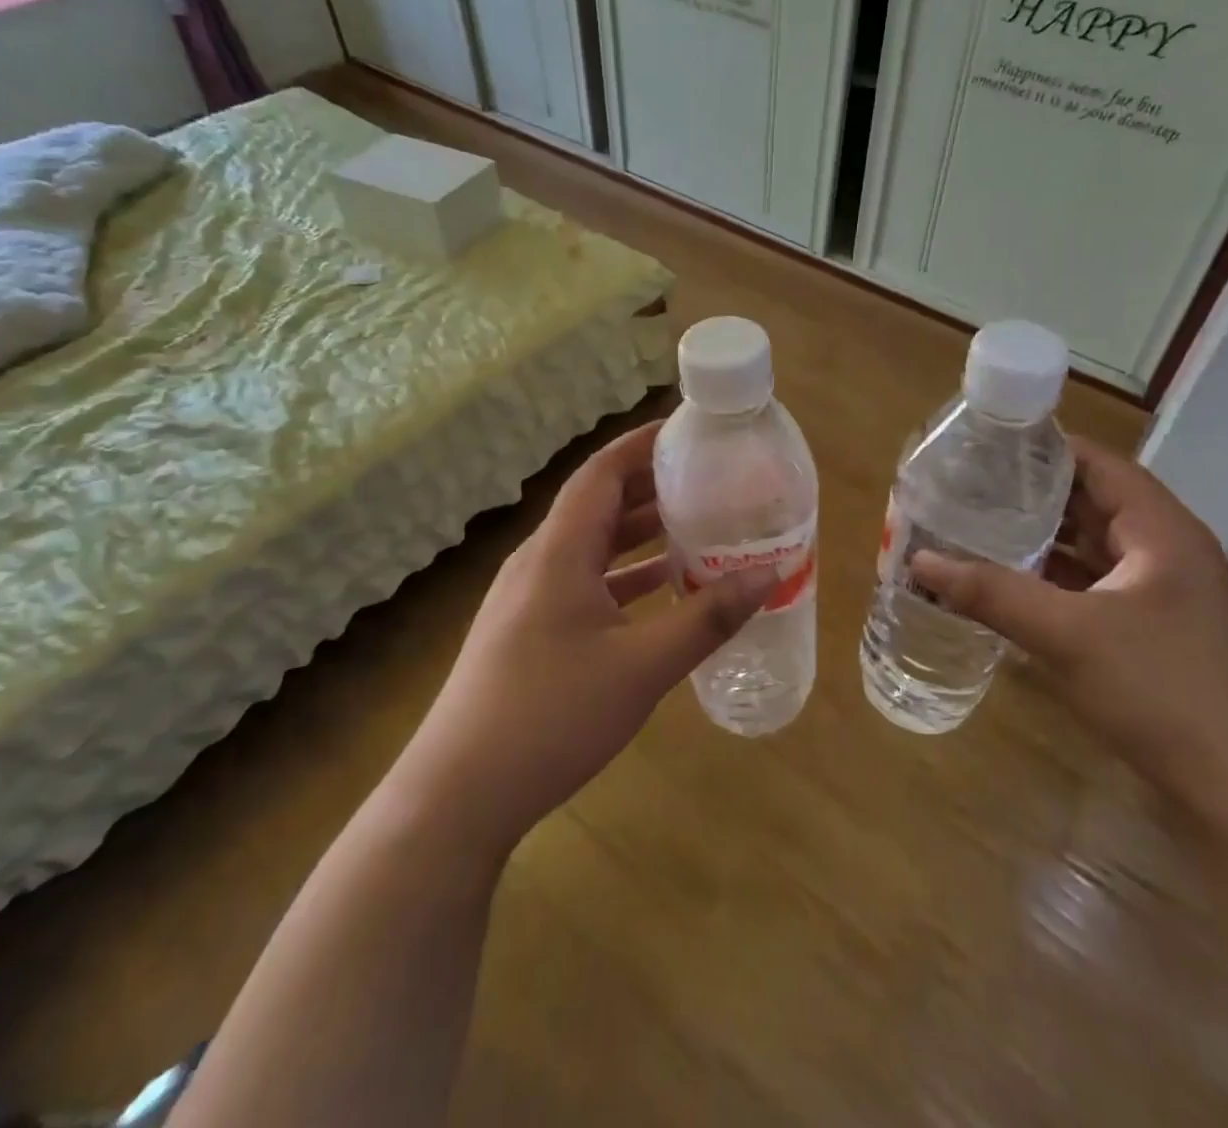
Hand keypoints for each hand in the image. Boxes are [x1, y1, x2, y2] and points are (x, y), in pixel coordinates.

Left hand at [394, 421, 775, 859]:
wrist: (459, 793)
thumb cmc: (552, 715)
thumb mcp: (643, 667)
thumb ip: (708, 618)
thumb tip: (768, 574)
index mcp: (559, 549)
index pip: (603, 471)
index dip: (644, 443)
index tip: (691, 433)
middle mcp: (540, 560)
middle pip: (599, 503)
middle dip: (652, 485)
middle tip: (708, 478)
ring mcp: (529, 596)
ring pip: (592, 544)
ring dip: (640, 532)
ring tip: (696, 524)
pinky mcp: (529, 628)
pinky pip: (584, 580)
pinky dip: (624, 574)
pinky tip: (661, 588)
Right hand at [910, 438, 1227, 825]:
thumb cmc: (1163, 692)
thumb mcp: (1068, 635)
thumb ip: (992, 592)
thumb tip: (919, 560)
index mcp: (1160, 531)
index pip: (1097, 464)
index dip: (1043, 448)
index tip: (983, 445)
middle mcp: (1164, 553)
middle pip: (1090, 504)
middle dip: (1029, 496)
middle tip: (964, 487)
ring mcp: (1159, 598)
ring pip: (1088, 550)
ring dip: (1037, 541)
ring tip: (973, 528)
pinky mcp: (1150, 637)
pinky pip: (1090, 591)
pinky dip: (1049, 583)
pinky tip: (1005, 588)